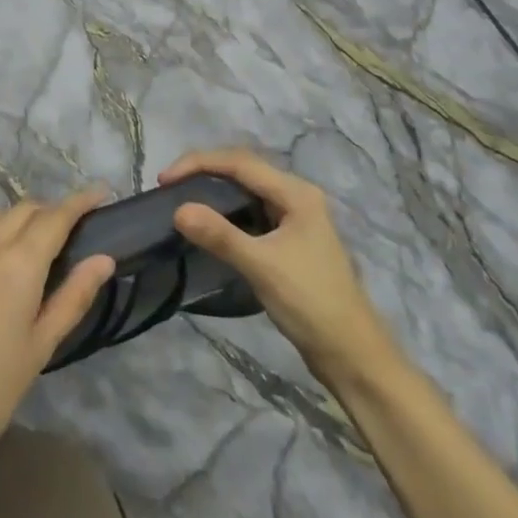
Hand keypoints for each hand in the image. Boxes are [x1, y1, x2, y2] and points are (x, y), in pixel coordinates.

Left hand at [0, 190, 116, 473]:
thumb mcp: (39, 349)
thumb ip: (72, 297)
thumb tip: (103, 258)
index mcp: (19, 263)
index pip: (56, 217)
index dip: (81, 201)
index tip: (100, 192)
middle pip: (24, 210)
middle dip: (49, 213)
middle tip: (64, 232)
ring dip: (13, 222)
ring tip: (23, 246)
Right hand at [160, 149, 398, 387]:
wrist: (353, 356)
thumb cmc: (311, 304)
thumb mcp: (262, 267)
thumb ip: (220, 235)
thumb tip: (178, 210)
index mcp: (296, 193)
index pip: (239, 162)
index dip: (198, 163)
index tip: (164, 179)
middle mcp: (296, 196)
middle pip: (243, 169)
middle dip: (204, 171)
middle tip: (169, 186)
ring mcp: (295, 218)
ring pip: (246, 190)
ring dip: (214, 190)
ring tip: (181, 199)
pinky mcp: (290, 239)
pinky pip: (251, 211)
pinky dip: (226, 211)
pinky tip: (209, 223)